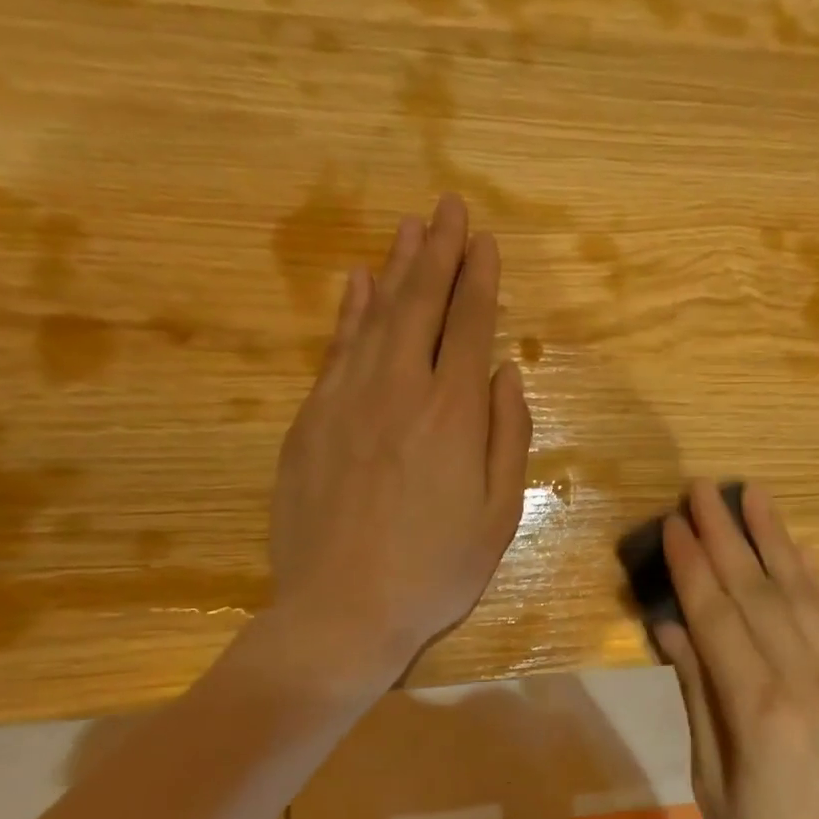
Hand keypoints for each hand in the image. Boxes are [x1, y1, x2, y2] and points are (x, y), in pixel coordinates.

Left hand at [267, 194, 531, 681]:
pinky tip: (359, 283)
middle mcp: (400, 391)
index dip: (480, 280)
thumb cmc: (436, 570)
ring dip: (396, 268)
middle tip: (450, 207)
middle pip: (421, 305)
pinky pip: (336, 350)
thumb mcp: (499, 515)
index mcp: (452, 415)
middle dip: (439, 252)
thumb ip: (508, 438)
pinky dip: (350, 312)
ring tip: (412, 227)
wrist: (341, 611)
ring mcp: (347, 401)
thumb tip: (505, 375)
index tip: (486, 241)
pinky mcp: (310, 421)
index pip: (470, 326)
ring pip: (376, 317)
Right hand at [654, 482, 818, 818]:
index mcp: (762, 714)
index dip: (693, 568)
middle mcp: (807, 686)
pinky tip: (798, 552)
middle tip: (703, 488)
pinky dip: (811, 581)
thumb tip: (673, 629)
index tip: (672, 522)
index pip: (720, 619)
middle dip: (729, 537)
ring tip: (755, 496)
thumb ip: (698, 696)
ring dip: (775, 543)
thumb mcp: (711, 786)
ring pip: (802, 599)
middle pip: (761, 596)